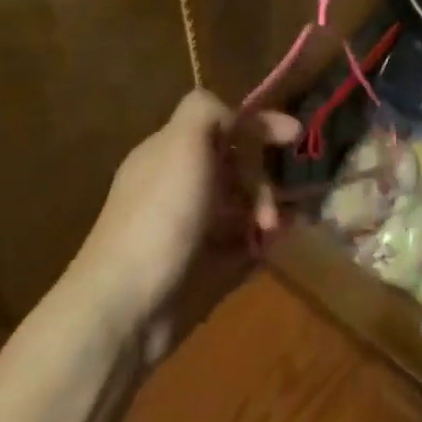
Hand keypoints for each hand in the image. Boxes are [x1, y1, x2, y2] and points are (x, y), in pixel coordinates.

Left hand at [72, 91, 300, 364]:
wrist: (125, 308)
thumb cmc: (159, 218)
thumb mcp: (181, 145)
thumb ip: (206, 112)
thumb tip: (232, 115)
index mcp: (171, 152)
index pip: (221, 125)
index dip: (258, 124)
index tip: (295, 134)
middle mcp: (181, 185)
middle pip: (236, 166)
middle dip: (262, 178)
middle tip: (270, 206)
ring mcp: (191, 228)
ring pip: (243, 204)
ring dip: (266, 209)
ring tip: (272, 230)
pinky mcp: (202, 267)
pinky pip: (242, 243)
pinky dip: (261, 242)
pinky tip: (271, 248)